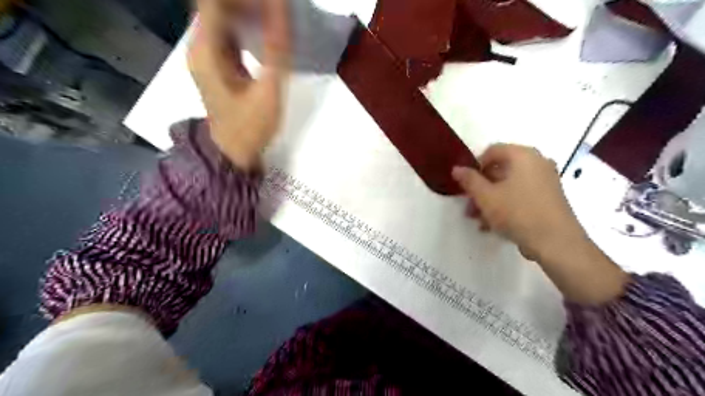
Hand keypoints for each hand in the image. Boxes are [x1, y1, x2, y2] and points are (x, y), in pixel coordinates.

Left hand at [187, 0, 289, 167]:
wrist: (232, 153)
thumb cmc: (250, 127)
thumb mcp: (269, 90)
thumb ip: (277, 48)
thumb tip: (281, 6)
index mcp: (206, 50)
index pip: (216, 1)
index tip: (273, 3)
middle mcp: (199, 46)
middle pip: (216, 4)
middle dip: (248, 3)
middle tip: (277, 10)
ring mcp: (205, 55)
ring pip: (221, 16)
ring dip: (247, 10)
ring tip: (274, 16)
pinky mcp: (214, 63)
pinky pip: (226, 32)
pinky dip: (244, 24)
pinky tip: (264, 30)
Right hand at [451, 143, 583, 260]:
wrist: (556, 242)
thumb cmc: (517, 213)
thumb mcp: (486, 197)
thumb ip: (469, 180)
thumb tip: (456, 168)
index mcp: (523, 155)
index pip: (492, 151)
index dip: (475, 166)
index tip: (466, 185)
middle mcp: (537, 162)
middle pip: (500, 169)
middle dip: (481, 188)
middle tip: (469, 206)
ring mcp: (546, 180)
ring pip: (509, 185)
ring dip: (490, 199)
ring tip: (478, 219)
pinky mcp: (550, 197)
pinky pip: (521, 195)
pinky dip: (506, 204)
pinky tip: (494, 224)